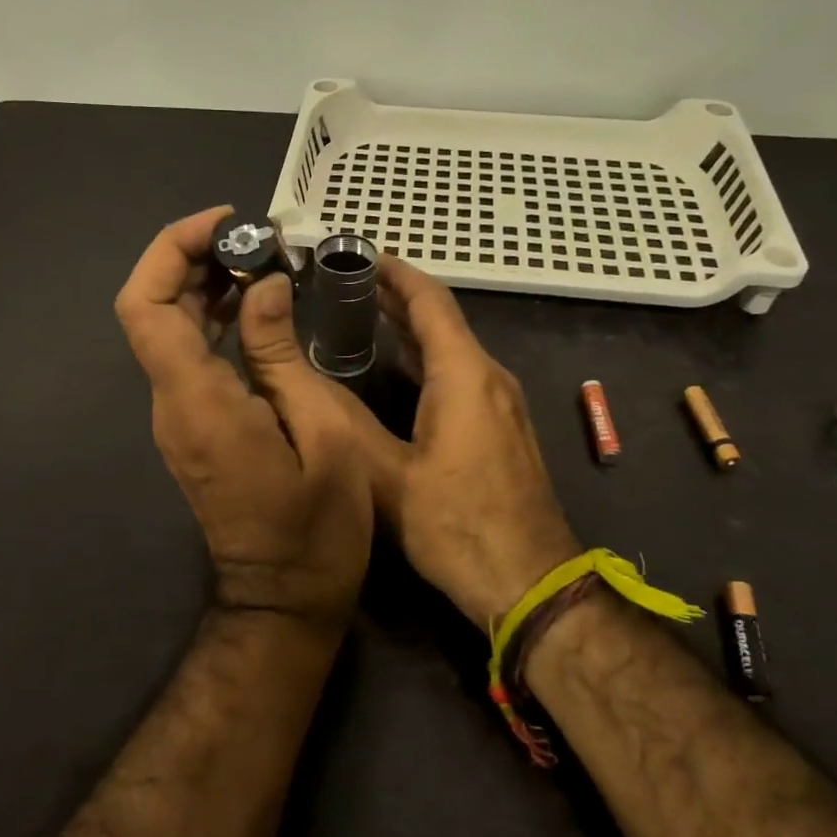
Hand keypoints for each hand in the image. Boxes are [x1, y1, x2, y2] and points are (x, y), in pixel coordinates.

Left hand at [115, 207, 374, 626]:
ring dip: (201, 286)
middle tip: (252, 240)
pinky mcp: (192, 429)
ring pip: (165, 331)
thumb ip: (282, 354)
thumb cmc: (317, 529)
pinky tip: (254, 308)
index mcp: (197, 402)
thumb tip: (262, 288)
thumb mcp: (321, 433)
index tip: (225, 224)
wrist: (284, 600)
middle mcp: (172, 404)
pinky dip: (211, 320)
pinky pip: (186, 358)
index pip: (145, 306)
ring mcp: (177, 418)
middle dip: (189, 259)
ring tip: (260, 263)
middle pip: (148, 309)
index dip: (171, 250)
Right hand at [345, 257, 580, 628]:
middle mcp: (490, 378)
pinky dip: (427, 359)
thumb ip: (347, 423)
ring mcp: (503, 404)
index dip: (395, 273)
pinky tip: (397, 371)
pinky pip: (462, 375)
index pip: (430, 302)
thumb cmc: (459, 527)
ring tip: (362, 316)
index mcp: (465, 376)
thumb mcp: (388, 478)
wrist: (531, 582)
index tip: (359, 253)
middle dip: (397, 297)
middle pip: (442, 320)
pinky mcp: (503, 429)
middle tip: (345, 283)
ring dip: (411, 328)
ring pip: (453, 349)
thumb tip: (305, 380)